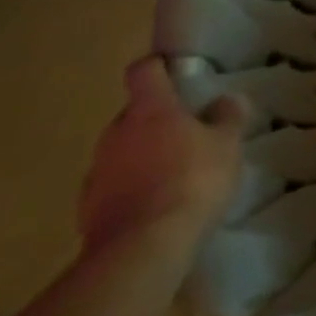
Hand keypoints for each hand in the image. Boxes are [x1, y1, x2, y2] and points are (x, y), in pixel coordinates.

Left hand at [78, 58, 245, 256]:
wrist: (142, 248)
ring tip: (173, 174)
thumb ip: (227, 118)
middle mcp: (116, 133)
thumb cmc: (192, 181)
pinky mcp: (88, 208)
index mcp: (149, 109)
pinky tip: (155, 206)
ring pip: (122, 151)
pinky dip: (131, 189)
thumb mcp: (227, 145)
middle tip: (187, 132)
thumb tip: (226, 99)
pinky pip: (113, 186)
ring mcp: (97, 171)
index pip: (144, 71)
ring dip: (142, 155)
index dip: (158, 67)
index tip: (174, 71)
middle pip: (133, 113)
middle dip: (156, 119)